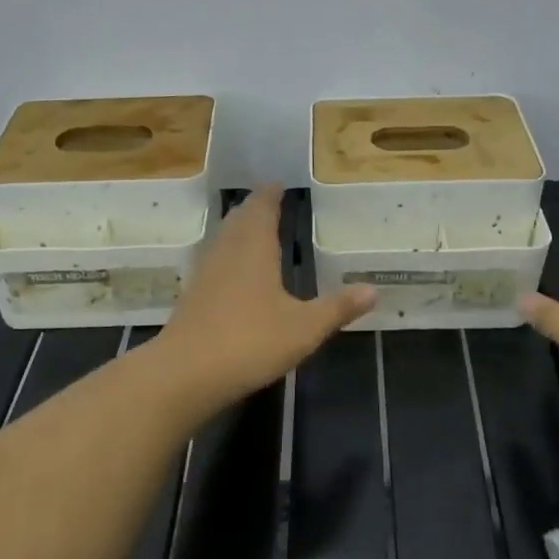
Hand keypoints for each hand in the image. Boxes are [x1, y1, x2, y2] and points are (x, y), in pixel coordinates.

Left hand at [155, 187, 374, 410]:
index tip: (278, 184)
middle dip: (254, 209)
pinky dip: (228, 255)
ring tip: (254, 231)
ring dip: (238, 230)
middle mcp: (226, 251)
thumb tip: (373, 289)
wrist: (186, 373)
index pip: (262, 208)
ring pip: (223, 239)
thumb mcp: (304, 328)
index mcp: (254, 248)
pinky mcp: (192, 296)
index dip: (270, 195)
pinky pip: (213, 261)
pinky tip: (234, 273)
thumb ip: (337, 308)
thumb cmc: (250, 341)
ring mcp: (205, 273)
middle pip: (239, 219)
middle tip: (269, 204)